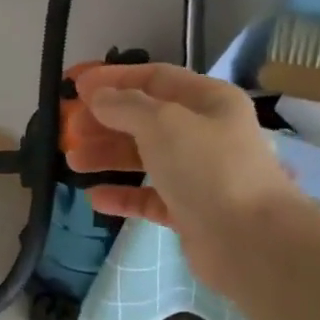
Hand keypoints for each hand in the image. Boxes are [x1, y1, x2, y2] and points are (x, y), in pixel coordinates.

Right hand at [67, 64, 296, 297]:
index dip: (114, 79)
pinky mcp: (189, 211)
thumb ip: (125, 106)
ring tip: (72, 163)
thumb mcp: (162, 124)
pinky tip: (95, 198)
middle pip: (145, 119)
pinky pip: (148, 197)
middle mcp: (204, 133)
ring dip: (107, 156)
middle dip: (105, 121)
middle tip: (69, 129)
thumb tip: (97, 95)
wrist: (250, 241)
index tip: (75, 86)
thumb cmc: (208, 169)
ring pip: (144, 158)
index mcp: (208, 101)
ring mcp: (197, 174)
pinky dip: (122, 195)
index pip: (155, 78)